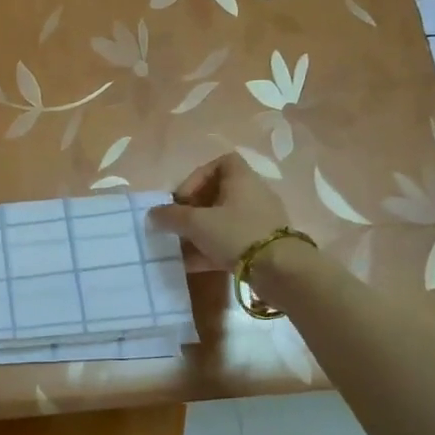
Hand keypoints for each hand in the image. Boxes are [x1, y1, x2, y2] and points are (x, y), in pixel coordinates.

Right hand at [149, 154, 291, 272]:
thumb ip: (172, 217)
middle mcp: (253, 195)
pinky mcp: (262, 245)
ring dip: (200, 232)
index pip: (220, 163)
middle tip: (179, 224)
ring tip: (180, 247)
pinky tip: (191, 265)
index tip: (183, 198)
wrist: (281, 271)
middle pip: (219, 193)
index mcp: (242, 179)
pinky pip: (231, 241)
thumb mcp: (197, 224)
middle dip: (194, 209)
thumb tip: (153, 214)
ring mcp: (259, 221)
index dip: (197, 177)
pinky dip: (211, 249)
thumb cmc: (237, 234)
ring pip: (223, 220)